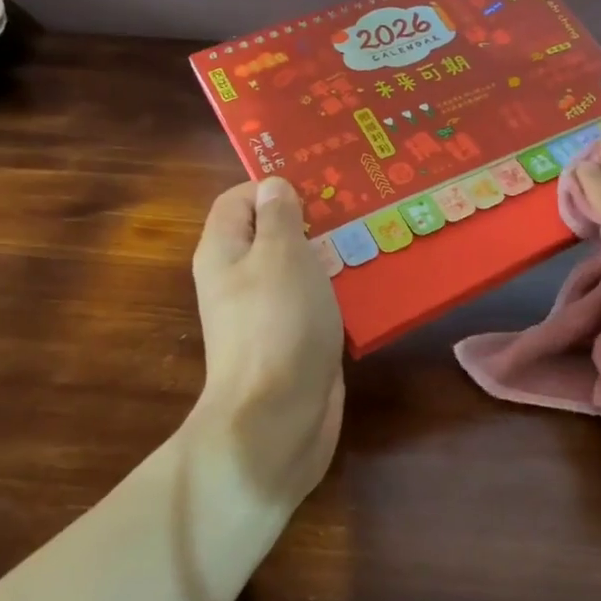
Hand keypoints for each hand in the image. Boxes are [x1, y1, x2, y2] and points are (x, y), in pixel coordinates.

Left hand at [188, 177, 344, 501]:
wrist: (278, 417)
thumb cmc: (277, 324)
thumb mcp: (280, 256)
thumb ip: (279, 216)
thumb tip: (273, 186)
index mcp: (224, 252)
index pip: (238, 200)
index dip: (272, 186)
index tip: (320, 183)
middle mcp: (240, 280)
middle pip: (272, 235)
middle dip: (312, 220)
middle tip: (359, 206)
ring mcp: (268, 314)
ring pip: (299, 270)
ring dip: (332, 256)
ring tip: (376, 238)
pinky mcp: (295, 341)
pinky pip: (316, 304)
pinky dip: (339, 292)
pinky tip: (373, 285)